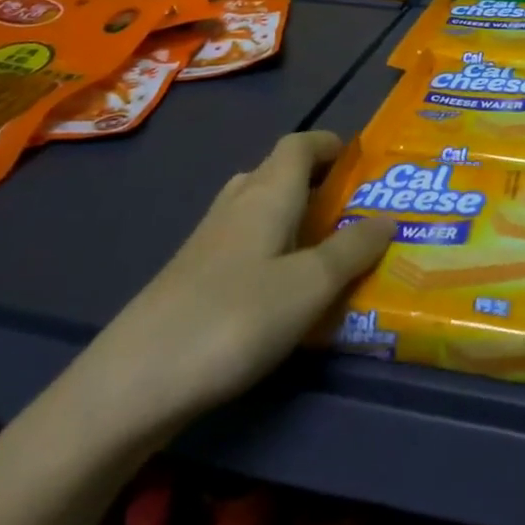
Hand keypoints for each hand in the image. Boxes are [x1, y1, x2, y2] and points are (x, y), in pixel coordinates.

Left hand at [71, 131, 391, 444]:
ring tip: (323, 247)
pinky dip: (270, 247)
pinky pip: (244, 241)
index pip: (300, 144)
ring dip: (292, 215)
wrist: (134, 380)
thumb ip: (352, 249)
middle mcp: (238, 202)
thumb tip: (390, 217)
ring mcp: (209, 239)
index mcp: (268, 191)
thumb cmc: (236, 317)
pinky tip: (280, 288)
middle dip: (316, 181)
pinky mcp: (191, 275)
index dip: (330, 144)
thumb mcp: (310, 286)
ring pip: (258, 207)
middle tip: (351, 210)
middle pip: (278, 171)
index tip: (361, 162)